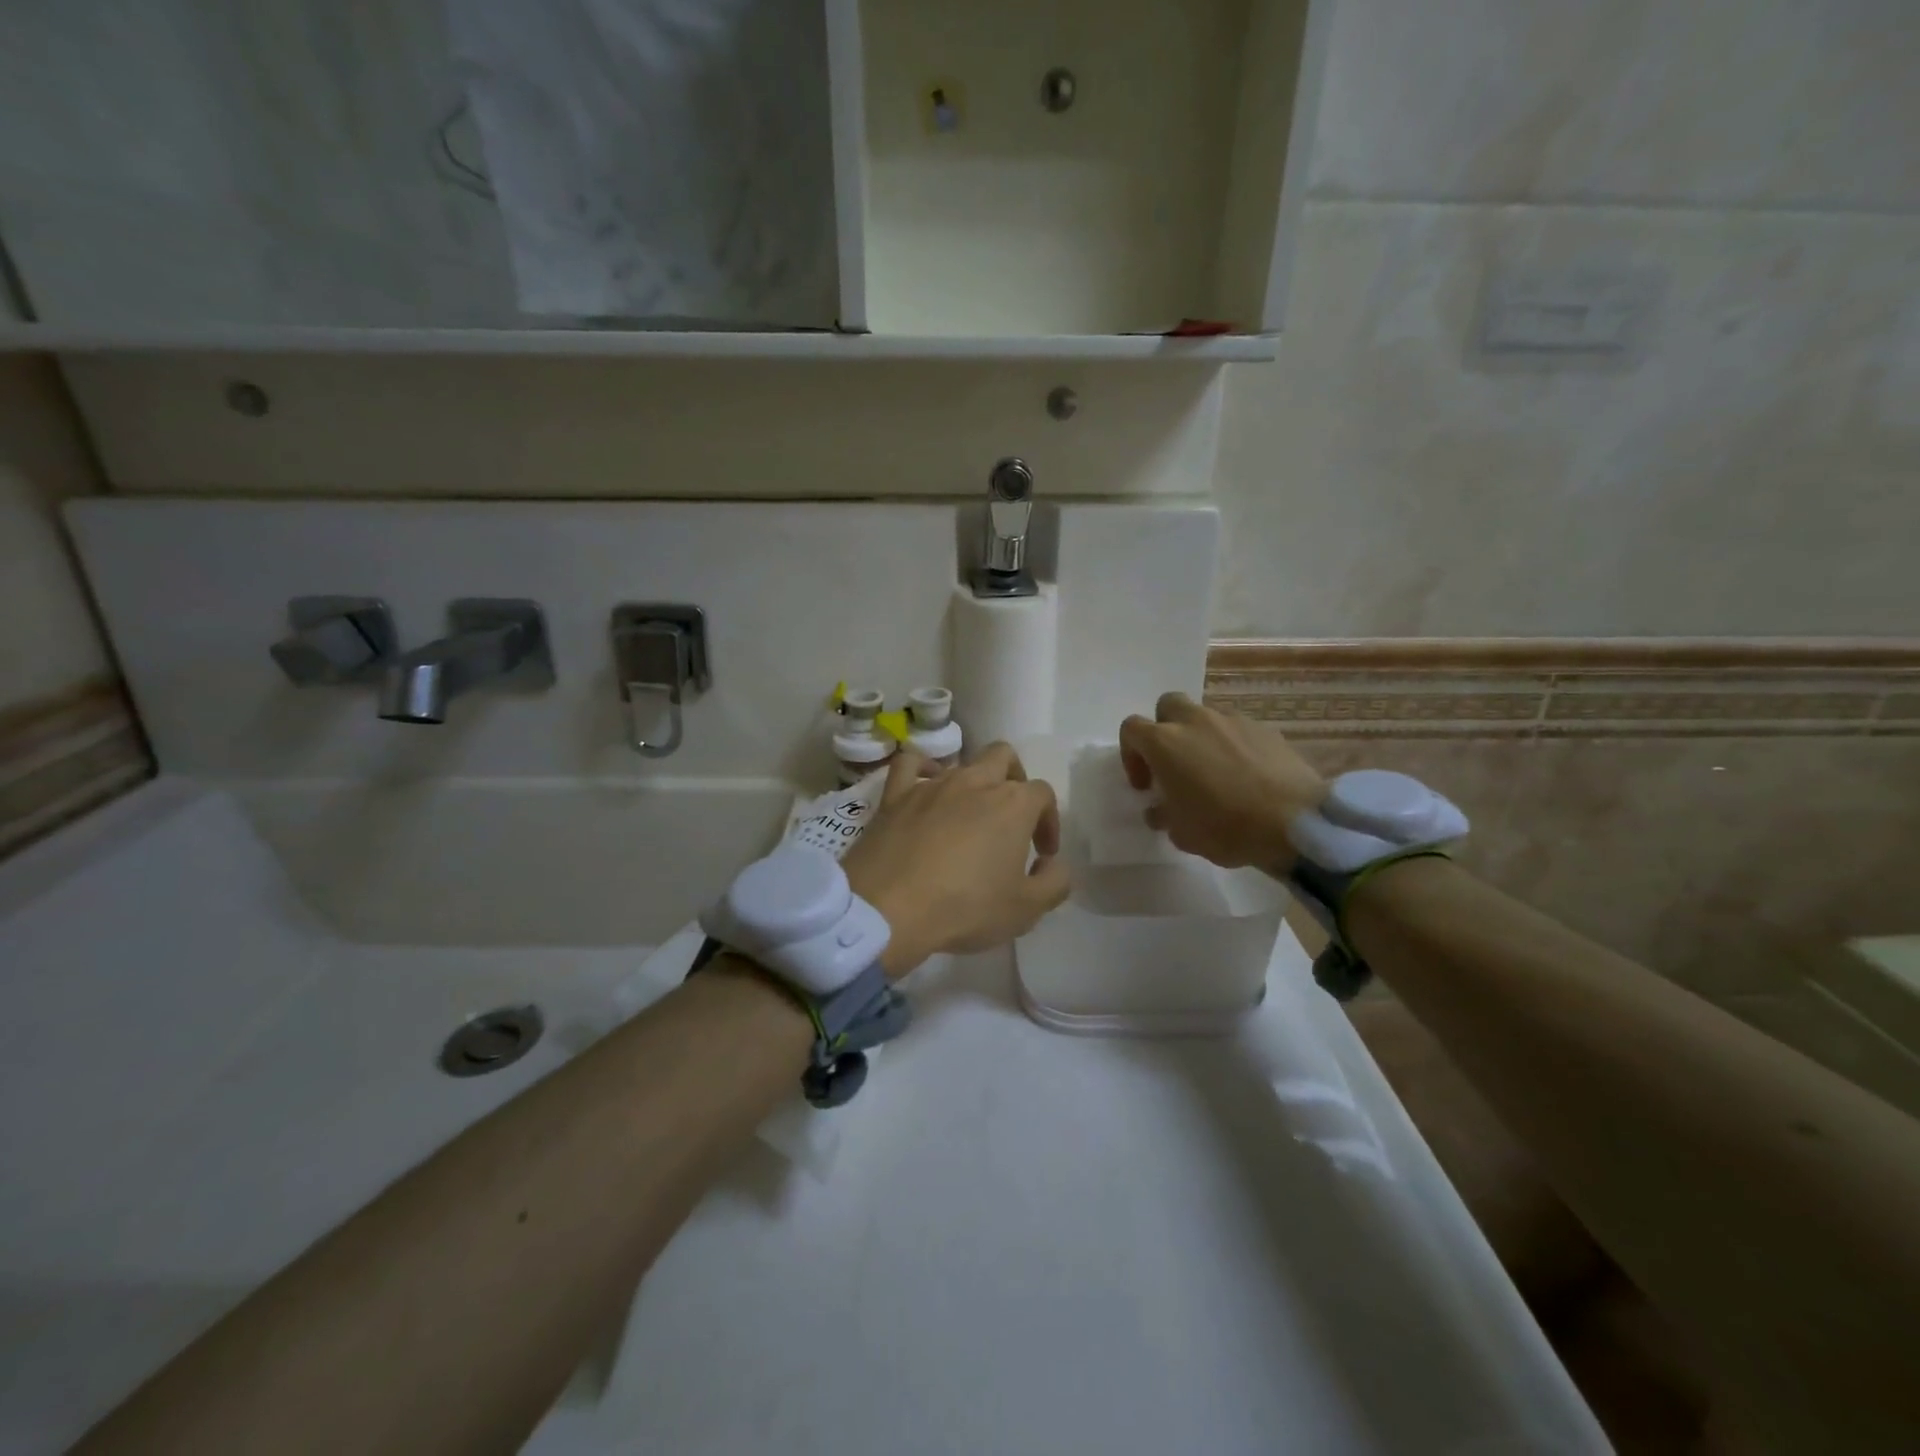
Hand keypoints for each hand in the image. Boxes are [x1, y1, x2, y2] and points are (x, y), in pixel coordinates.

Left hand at [842, 743, 1069, 978]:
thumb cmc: (965, 908)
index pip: (1043, 794)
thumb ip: (1054, 882)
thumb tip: (1051, 864)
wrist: (889, 909)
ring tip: (968, 818)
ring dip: (973, 784)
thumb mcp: (1026, 910)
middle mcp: (975, 782)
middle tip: (1010, 818)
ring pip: (962, 763)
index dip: (1049, 820)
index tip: (1041, 853)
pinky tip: (924, 785)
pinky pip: (910, 764)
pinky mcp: (896, 795)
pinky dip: (921, 768)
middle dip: (1014, 780)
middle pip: (1004, 757)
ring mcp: (932, 784)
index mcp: (1013, 804)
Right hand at [1118, 693, 1326, 870]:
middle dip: (1165, 729)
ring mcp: (1233, 721)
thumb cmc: (1225, 827)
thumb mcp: (1182, 833)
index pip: (1131, 729)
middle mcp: (1195, 721)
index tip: (1145, 785)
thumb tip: (1160, 809)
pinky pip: (1237, 730)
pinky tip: (1245, 775)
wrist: (1294, 822)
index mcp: (1165, 743)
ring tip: (1214, 772)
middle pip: (1168, 706)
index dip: (1131, 755)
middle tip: (1174, 764)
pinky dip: (1233, 745)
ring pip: (1205, 716)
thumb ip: (1163, 814)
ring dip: (1200, 737)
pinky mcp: (1265, 729)